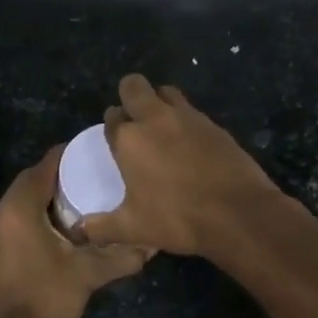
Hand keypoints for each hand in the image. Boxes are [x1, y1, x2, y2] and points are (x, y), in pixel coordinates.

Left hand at [0, 146, 148, 317]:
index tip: (91, 149)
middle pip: (30, 182)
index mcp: (19, 209)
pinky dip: (36, 214)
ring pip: (21, 202)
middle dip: (58, 175)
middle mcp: (0, 215)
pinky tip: (60, 226)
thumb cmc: (46, 297)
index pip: (43, 168)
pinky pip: (16, 219)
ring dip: (46, 196)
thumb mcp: (88, 274)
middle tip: (90, 172)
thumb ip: (121, 256)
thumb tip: (152, 245)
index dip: (66, 155)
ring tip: (80, 196)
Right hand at [84, 75, 282, 256]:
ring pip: (166, 92)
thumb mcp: (132, 229)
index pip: (112, 117)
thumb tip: (79, 231)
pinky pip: (192, 111)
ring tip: (161, 127)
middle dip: (129, 94)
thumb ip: (101, 227)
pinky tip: (189, 144)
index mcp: (129, 139)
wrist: (238, 213)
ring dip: (159, 101)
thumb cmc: (177, 219)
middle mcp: (155, 119)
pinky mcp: (214, 125)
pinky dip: (185, 120)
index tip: (115, 139)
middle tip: (134, 119)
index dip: (112, 125)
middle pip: (134, 86)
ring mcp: (188, 118)